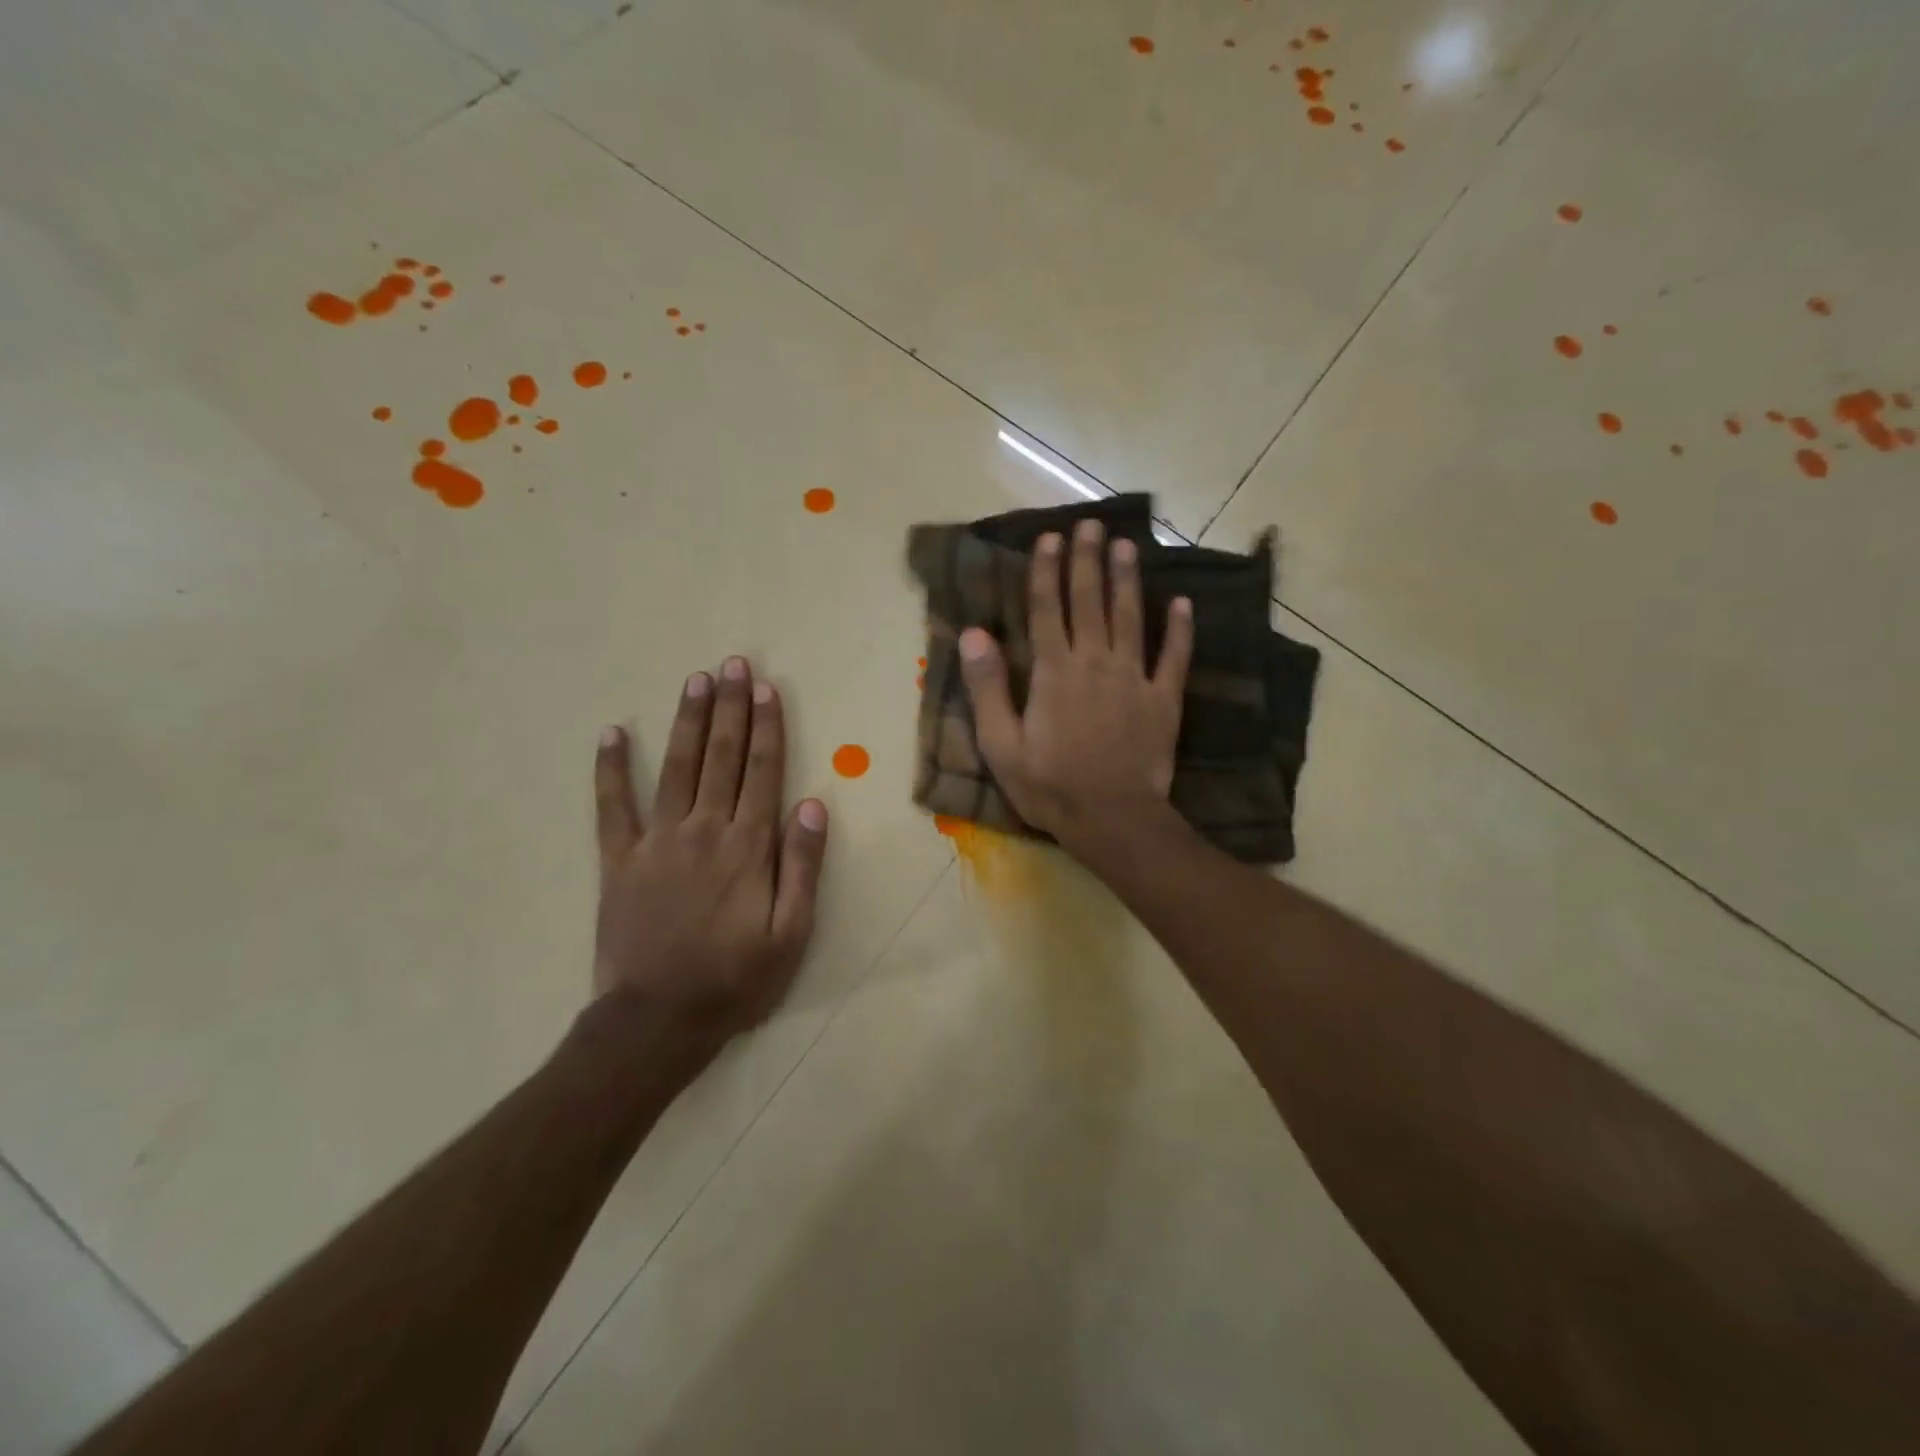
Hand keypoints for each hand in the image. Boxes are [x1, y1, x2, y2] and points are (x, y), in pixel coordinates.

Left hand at [591, 657, 827, 1042]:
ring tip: (696, 680)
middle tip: (732, 664)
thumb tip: (812, 803)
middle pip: (722, 757)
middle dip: (730, 708)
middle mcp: (704, 830)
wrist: (658, 1020)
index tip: (767, 688)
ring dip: (688, 721)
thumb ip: (802, 865)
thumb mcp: (792, 933)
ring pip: (677, 767)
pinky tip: (612, 734)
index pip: (763, 772)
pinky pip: (612, 807)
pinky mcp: (619, 860)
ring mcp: (656, 841)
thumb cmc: (736, 979)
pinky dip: (611, 770)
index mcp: (748, 847)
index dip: (767, 727)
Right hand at [958, 518, 1191, 856]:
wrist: (1112, 818)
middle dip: (1087, 561)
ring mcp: (1133, 678)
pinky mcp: (1163, 699)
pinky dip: (1180, 630)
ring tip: (1127, 545)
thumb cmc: (1049, 785)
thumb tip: (974, 633)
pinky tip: (1183, 603)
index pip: (1046, 609)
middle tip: (1089, 525)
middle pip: (1089, 601)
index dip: (1045, 571)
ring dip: (1128, 579)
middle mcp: (1094, 663)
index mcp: (1053, 672)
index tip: (1049, 538)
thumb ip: (987, 687)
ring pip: (1130, 617)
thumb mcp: (1000, 744)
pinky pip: (1173, 657)